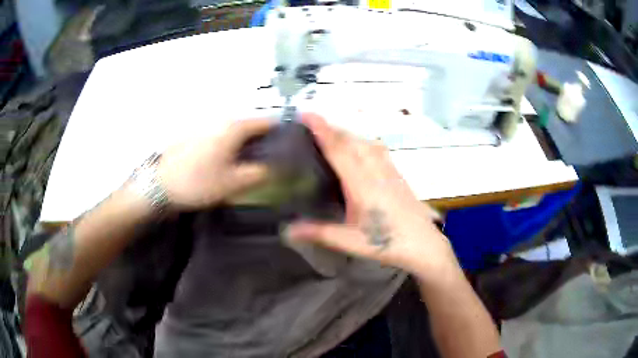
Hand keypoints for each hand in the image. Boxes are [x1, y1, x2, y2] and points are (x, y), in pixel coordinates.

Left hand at [157, 119, 273, 209]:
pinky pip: (223, 137)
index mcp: (234, 127)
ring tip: (252, 166)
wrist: (159, 185)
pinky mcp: (197, 135)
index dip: (283, 133)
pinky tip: (229, 164)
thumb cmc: (198, 182)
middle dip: (265, 141)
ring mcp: (208, 126)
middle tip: (273, 163)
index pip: (268, 122)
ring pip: (236, 132)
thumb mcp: (234, 183)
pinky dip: (232, 147)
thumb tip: (277, 167)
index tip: (292, 148)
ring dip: (248, 145)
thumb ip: (260, 174)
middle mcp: (222, 120)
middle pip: (252, 126)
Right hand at [286, 114, 457, 277]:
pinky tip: (358, 148)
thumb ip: (318, 233)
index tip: (305, 114)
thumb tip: (287, 230)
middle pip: (351, 140)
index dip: (321, 129)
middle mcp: (375, 170)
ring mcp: (388, 170)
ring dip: (346, 133)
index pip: (338, 148)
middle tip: (309, 124)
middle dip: (330, 127)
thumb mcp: (350, 241)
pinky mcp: (397, 174)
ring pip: (364, 141)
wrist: (424, 244)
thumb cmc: (387, 243)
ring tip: (329, 133)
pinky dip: (360, 142)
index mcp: (361, 183)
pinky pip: (376, 149)